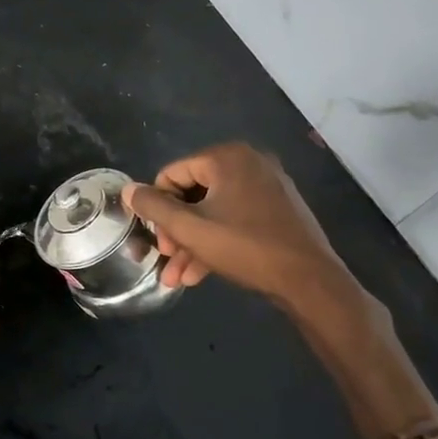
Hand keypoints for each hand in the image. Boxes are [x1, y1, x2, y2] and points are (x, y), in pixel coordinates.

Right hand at [122, 142, 352, 304]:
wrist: (310, 280)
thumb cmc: (246, 247)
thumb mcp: (190, 229)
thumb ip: (154, 207)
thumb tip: (128, 190)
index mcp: (226, 158)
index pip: (172, 174)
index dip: (157, 208)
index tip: (156, 240)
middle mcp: (248, 163)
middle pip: (193, 194)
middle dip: (175, 232)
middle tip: (166, 259)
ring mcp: (266, 186)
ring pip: (213, 211)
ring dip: (191, 243)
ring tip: (177, 277)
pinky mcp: (277, 209)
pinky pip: (234, 218)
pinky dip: (215, 241)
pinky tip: (199, 274)